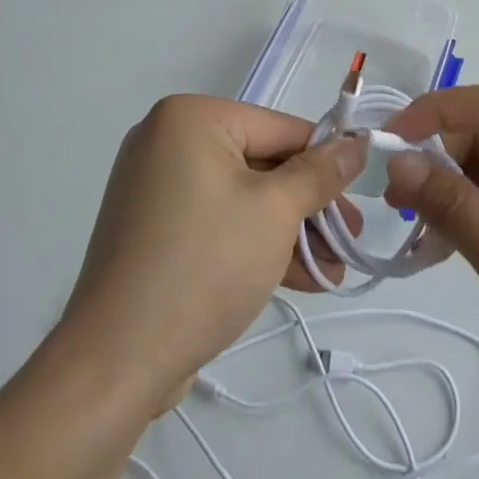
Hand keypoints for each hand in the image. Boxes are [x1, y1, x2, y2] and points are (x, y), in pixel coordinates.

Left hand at [59, 95, 365, 414]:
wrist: (116, 360)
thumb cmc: (204, 264)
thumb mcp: (275, 212)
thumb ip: (320, 174)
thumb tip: (357, 144)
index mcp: (191, 118)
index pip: (279, 128)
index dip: (326, 161)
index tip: (362, 195)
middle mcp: (168, 141)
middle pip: (262, 163)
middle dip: (309, 207)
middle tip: (352, 240)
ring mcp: (157, 187)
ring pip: (243, 198)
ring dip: (289, 232)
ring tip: (335, 269)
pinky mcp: (155, 230)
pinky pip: (218, 221)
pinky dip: (255, 244)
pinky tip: (301, 278)